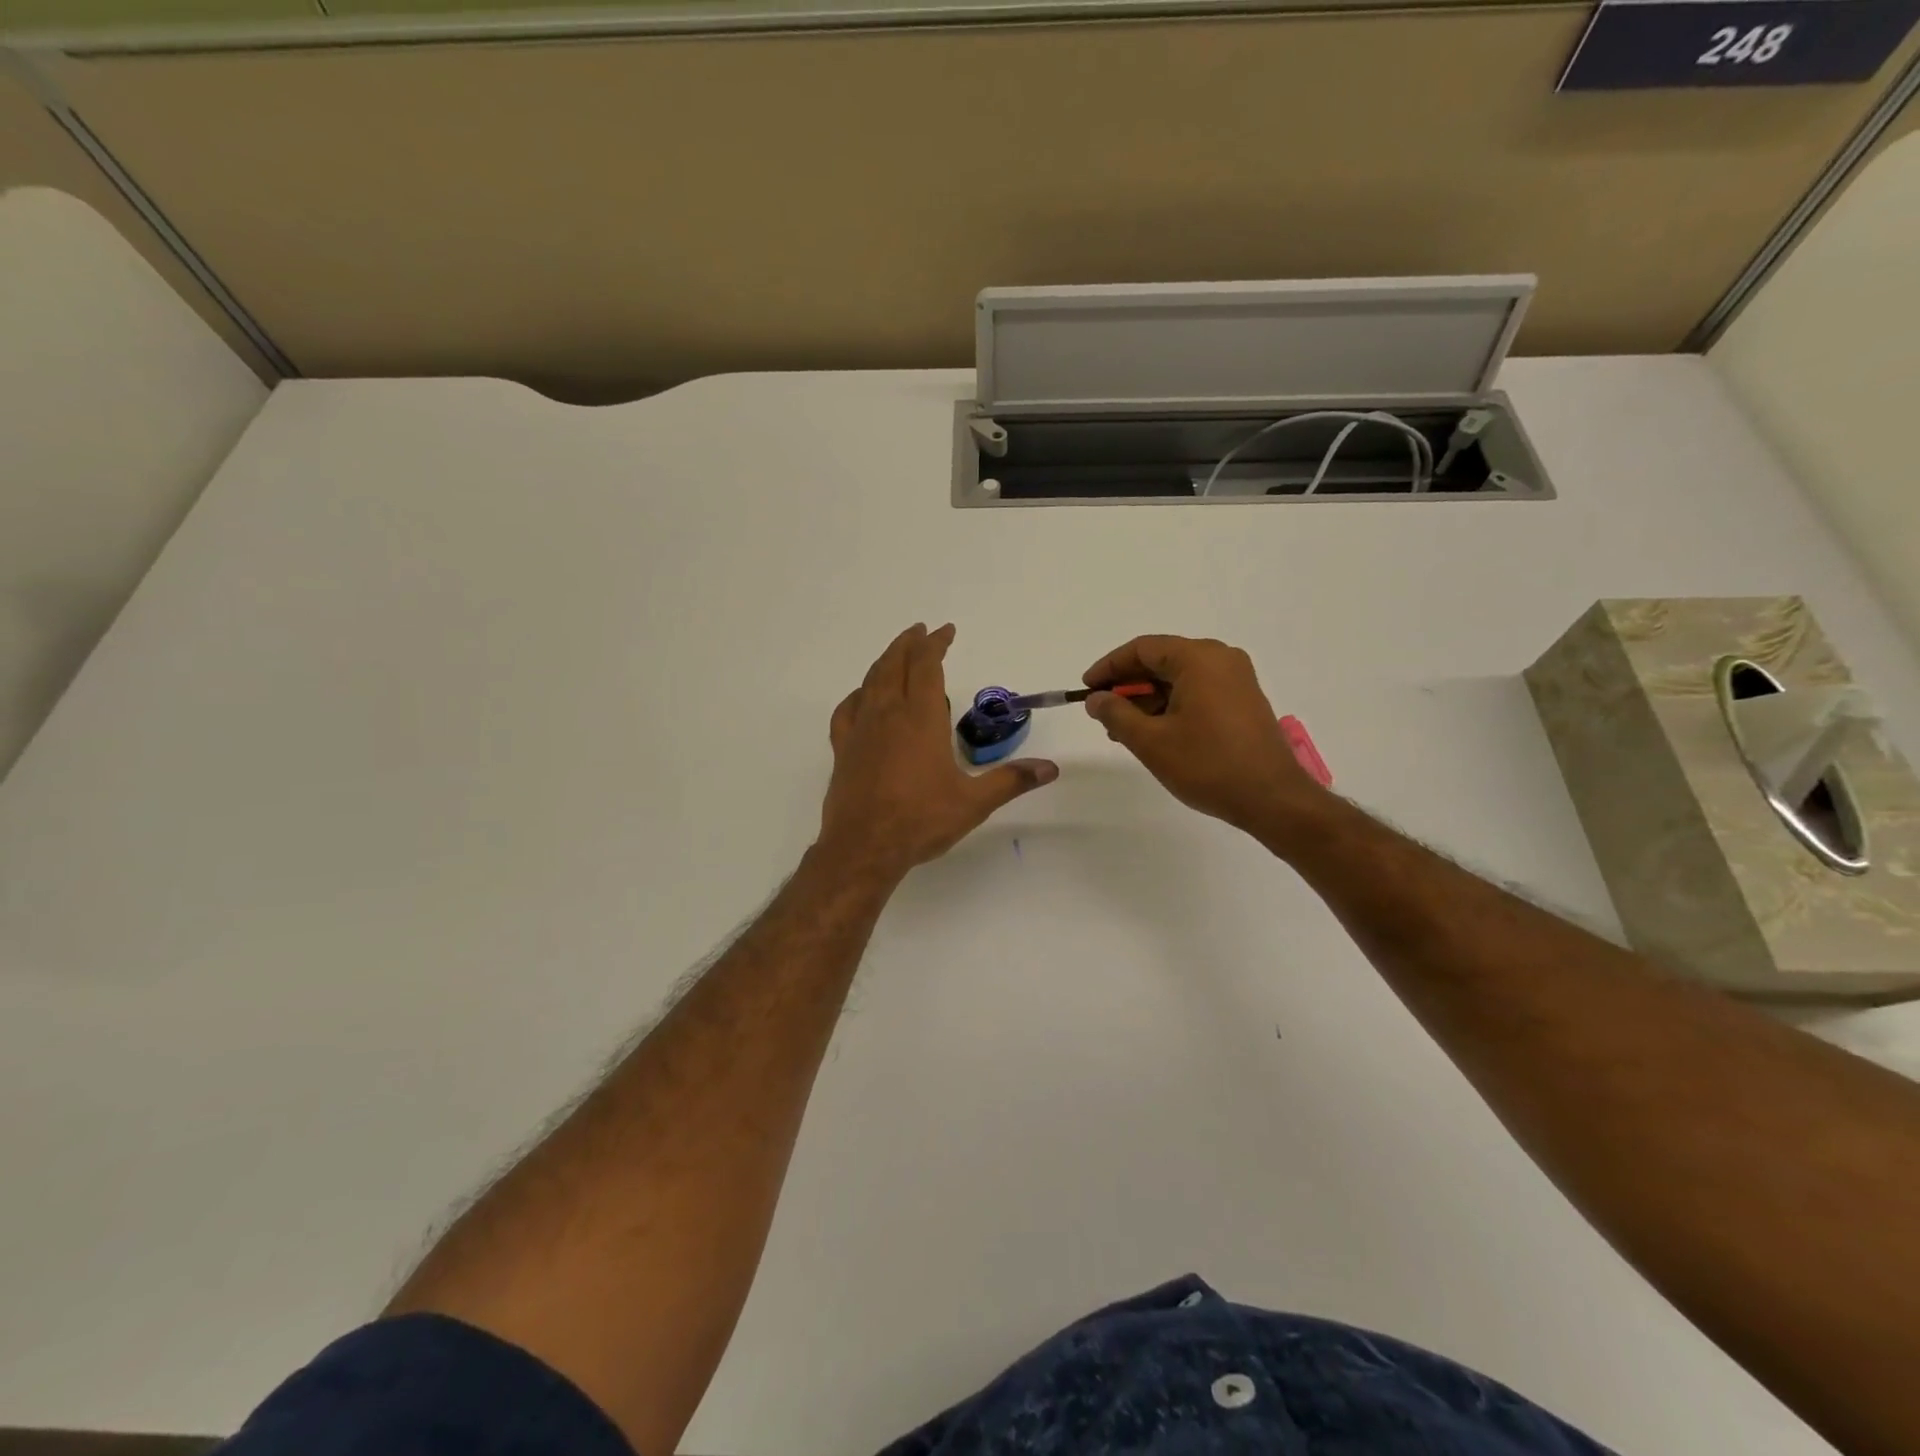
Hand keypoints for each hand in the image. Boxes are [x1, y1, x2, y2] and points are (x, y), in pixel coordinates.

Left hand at [818, 624, 1057, 883]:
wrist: (863, 848)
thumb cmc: (921, 821)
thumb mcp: (974, 802)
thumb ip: (1011, 780)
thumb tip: (1050, 768)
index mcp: (921, 719)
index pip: (927, 667)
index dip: (936, 644)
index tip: (945, 630)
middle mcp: (888, 715)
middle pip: (896, 665)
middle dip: (909, 644)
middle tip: (920, 632)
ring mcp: (861, 731)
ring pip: (871, 682)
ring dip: (885, 662)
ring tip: (896, 655)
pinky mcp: (842, 749)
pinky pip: (847, 710)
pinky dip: (857, 695)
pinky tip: (863, 698)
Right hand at [1083, 635, 1326, 837]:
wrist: (1272, 798)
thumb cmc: (1208, 765)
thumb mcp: (1151, 741)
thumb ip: (1116, 714)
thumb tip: (1095, 698)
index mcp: (1199, 658)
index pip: (1142, 649)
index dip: (1108, 667)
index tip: (1086, 689)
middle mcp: (1220, 659)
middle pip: (1161, 661)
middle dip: (1127, 686)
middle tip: (1101, 712)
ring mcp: (1236, 679)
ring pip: (1178, 678)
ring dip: (1147, 699)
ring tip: (1122, 730)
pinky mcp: (1242, 700)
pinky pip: (1197, 691)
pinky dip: (1170, 705)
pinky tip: (1152, 732)